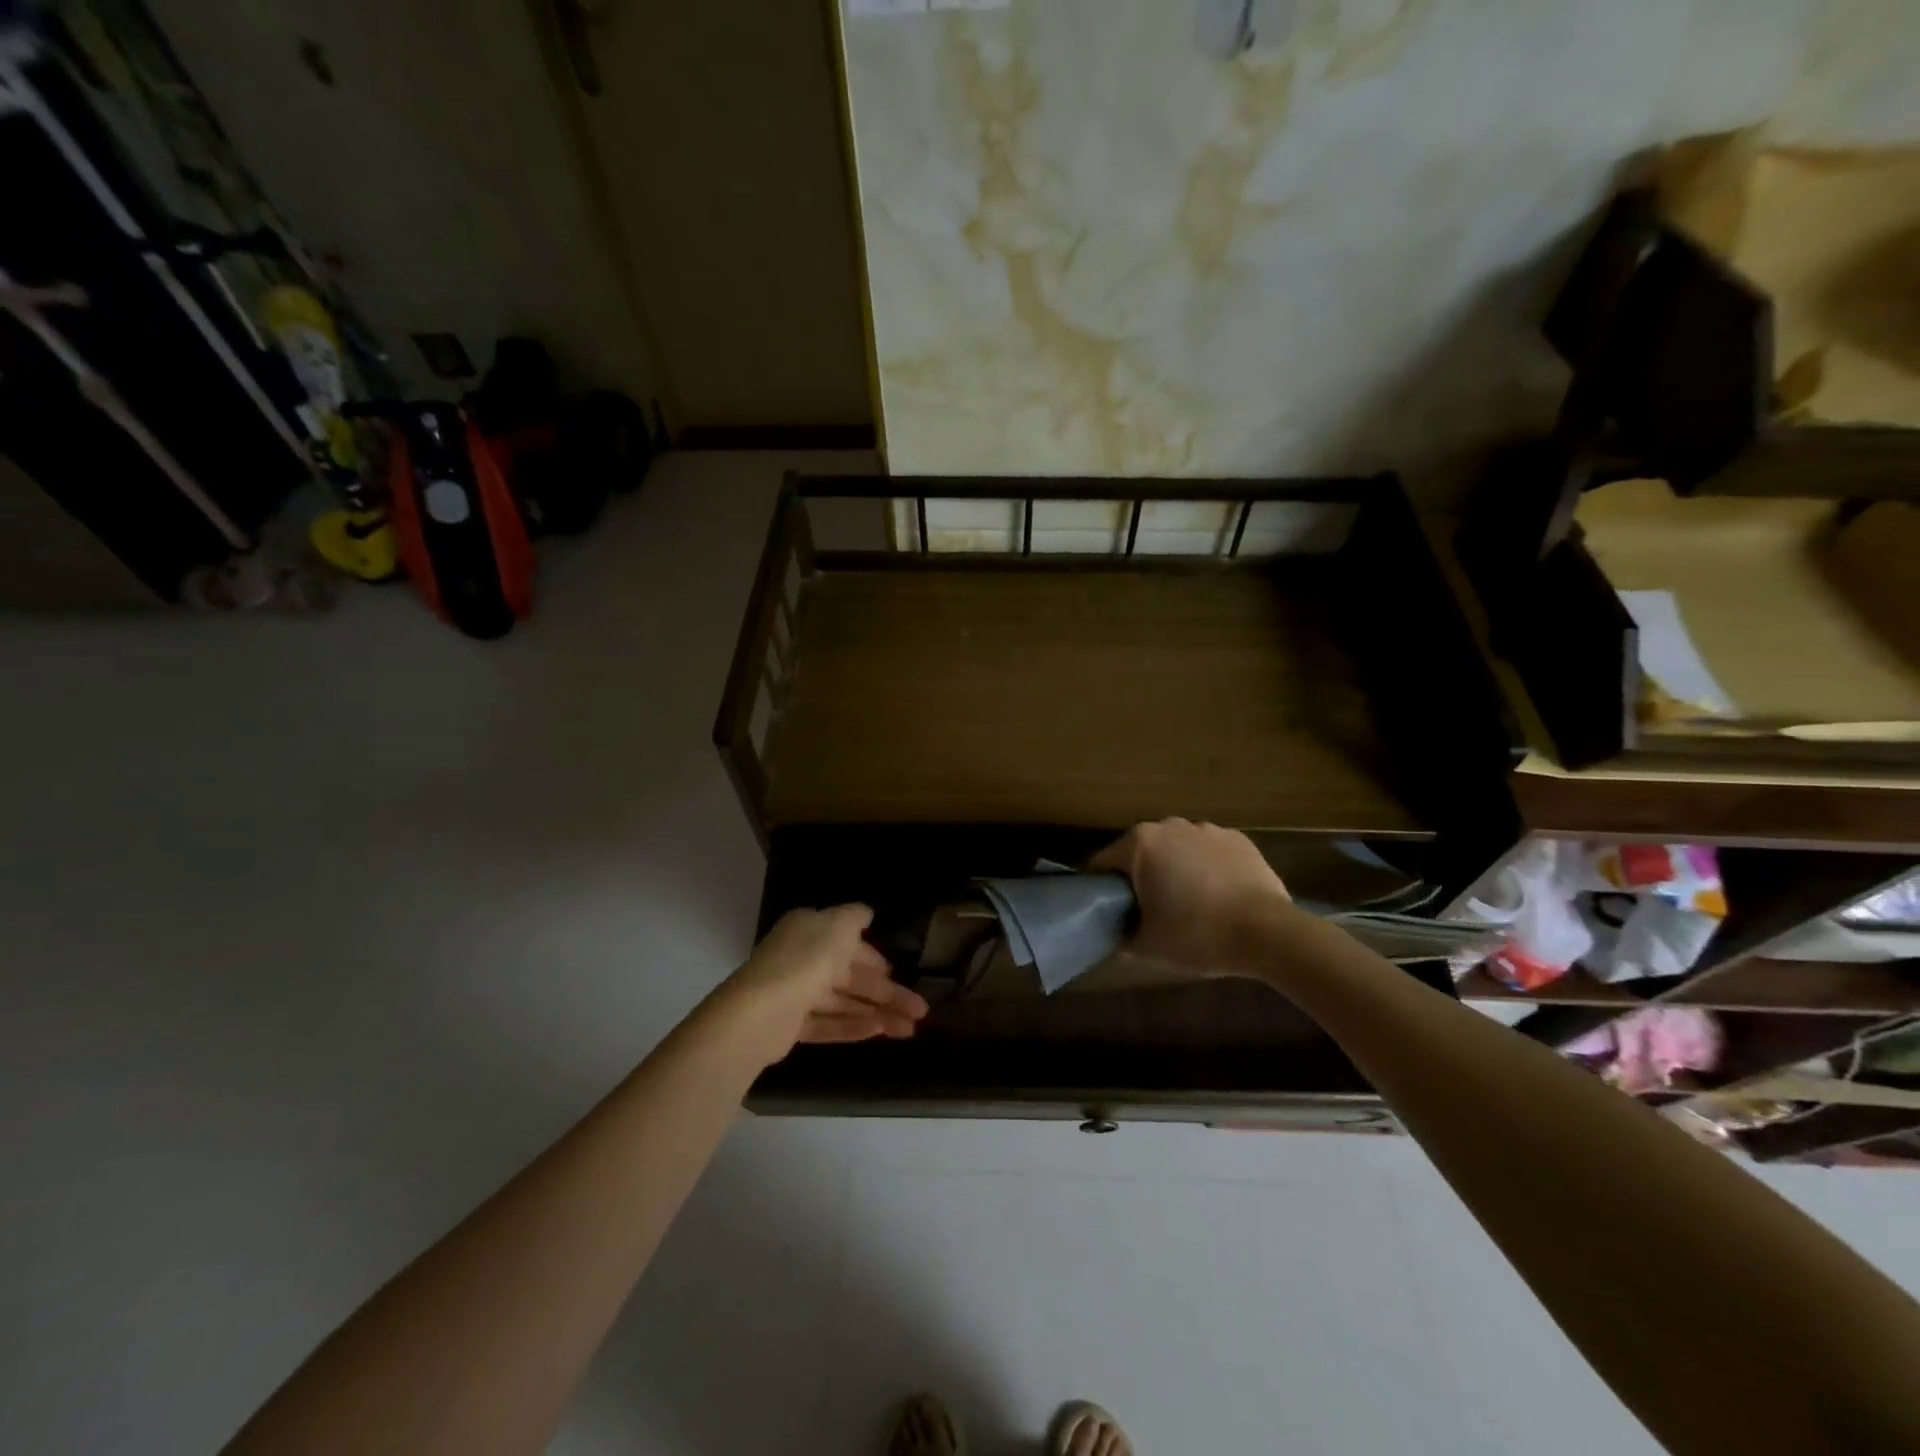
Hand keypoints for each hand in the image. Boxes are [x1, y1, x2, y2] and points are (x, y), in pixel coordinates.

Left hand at [716, 905, 929, 1066]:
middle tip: (919, 1011)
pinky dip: (853, 1026)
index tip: (897, 973)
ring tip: (908, 1030)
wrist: (761, 1011)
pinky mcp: (790, 1025)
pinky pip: (827, 1023)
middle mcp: (801, 957)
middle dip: (886, 992)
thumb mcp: (839, 925)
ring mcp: (794, 993)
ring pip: (843, 1002)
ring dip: (877, 1013)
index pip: (847, 942)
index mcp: (809, 929)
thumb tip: (866, 913)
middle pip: (850, 976)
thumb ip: (856, 916)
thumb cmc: (807, 959)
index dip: (874, 958)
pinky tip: (879, 1032)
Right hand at [1091, 818, 1293, 973]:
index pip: (1104, 863)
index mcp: (1140, 843)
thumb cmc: (1197, 934)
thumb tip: (1117, 934)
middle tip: (1148, 911)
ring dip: (1176, 869)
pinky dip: (1207, 868)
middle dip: (1141, 876)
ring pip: (1177, 849)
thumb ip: (1122, 937)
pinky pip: (1209, 852)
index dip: (1102, 889)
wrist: (1268, 932)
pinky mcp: (1239, 839)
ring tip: (1188, 904)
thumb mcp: (1148, 945)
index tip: (1110, 913)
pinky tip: (1217, 896)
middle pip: (1142, 852)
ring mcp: (1207, 829)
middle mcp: (1170, 825)